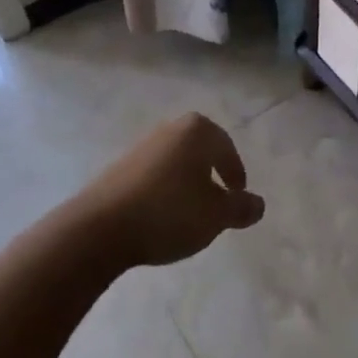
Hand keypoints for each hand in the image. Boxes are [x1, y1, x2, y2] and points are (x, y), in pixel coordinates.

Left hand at [81, 113, 265, 268]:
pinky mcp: (120, 167)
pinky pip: (154, 175)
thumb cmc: (170, 213)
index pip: (227, 148)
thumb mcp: (216, 216)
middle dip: (211, 172)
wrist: (100, 228)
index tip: (238, 194)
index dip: (236, 173)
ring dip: (187, 182)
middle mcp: (170, 129)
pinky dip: (165, 190)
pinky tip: (162, 215)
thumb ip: (241, 208)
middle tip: (219, 199)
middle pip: (201, 150)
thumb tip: (258, 204)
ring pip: (176, 162)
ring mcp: (142, 146)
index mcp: (198, 131)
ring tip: (191, 212)